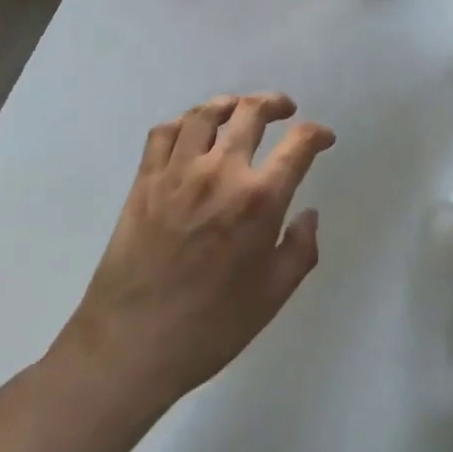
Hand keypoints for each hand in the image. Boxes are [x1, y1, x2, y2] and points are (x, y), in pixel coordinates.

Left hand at [53, 93, 334, 404]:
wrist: (129, 348)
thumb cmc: (210, 327)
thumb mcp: (272, 296)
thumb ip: (300, 250)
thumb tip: (308, 215)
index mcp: (259, 200)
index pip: (298, 145)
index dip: (317, 135)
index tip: (323, 139)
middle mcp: (221, 172)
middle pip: (251, 112)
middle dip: (275, 104)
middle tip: (284, 110)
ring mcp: (178, 173)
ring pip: (205, 114)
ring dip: (229, 104)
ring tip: (239, 110)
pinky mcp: (144, 181)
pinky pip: (164, 133)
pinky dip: (183, 123)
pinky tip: (192, 132)